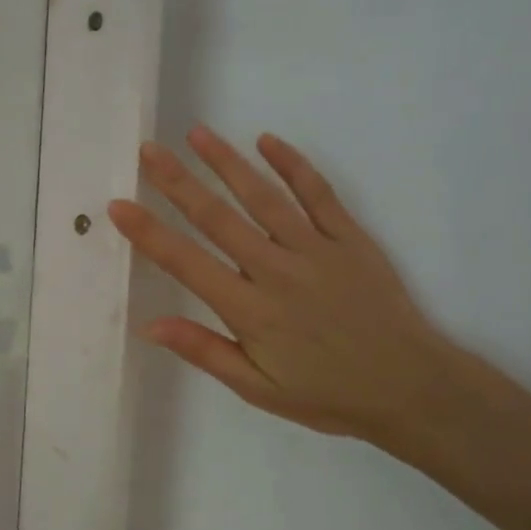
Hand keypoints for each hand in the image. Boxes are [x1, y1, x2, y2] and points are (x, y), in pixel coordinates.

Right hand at [108, 126, 465, 447]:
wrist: (410, 388)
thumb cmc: (326, 395)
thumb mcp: (258, 389)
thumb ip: (205, 351)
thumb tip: (150, 326)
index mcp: (250, 311)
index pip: (186, 263)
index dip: (149, 233)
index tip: (119, 205)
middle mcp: (277, 271)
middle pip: (218, 218)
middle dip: (178, 183)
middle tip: (148, 151)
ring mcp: (316, 249)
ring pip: (263, 197)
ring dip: (227, 163)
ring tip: (197, 134)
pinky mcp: (350, 239)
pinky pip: (318, 194)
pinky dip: (293, 165)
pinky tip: (267, 140)